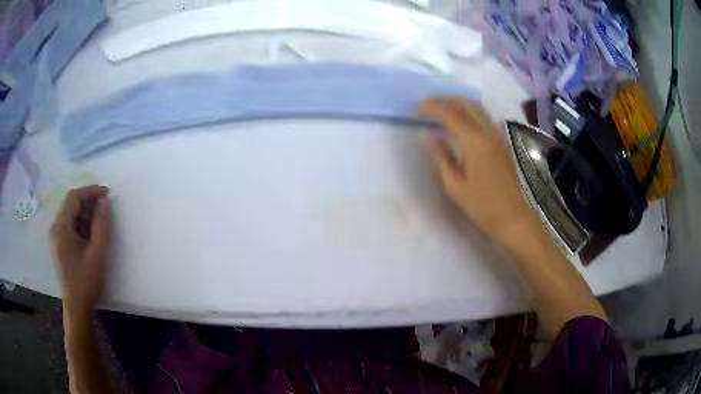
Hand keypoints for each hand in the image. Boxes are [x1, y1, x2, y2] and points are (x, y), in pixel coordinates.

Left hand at [50, 185, 110, 318]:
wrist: (76, 307)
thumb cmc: (85, 282)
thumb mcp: (97, 254)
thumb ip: (101, 226)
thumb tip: (105, 202)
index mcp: (61, 228)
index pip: (74, 197)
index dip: (91, 191)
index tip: (107, 194)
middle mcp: (55, 227)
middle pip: (71, 204)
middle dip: (88, 202)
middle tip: (105, 209)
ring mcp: (55, 237)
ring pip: (70, 214)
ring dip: (85, 214)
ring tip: (99, 224)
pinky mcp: (59, 245)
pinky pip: (69, 225)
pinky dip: (81, 224)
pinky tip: (90, 235)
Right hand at [419, 97, 539, 247]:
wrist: (513, 218)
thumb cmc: (481, 206)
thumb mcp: (453, 186)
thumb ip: (439, 156)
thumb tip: (426, 134)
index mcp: (473, 141)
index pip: (449, 112)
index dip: (431, 106)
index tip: (416, 108)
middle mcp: (487, 131)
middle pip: (464, 102)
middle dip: (444, 99)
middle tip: (426, 105)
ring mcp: (497, 134)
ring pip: (476, 106)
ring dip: (457, 102)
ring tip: (440, 109)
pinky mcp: (502, 141)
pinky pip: (484, 115)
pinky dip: (468, 110)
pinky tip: (460, 121)